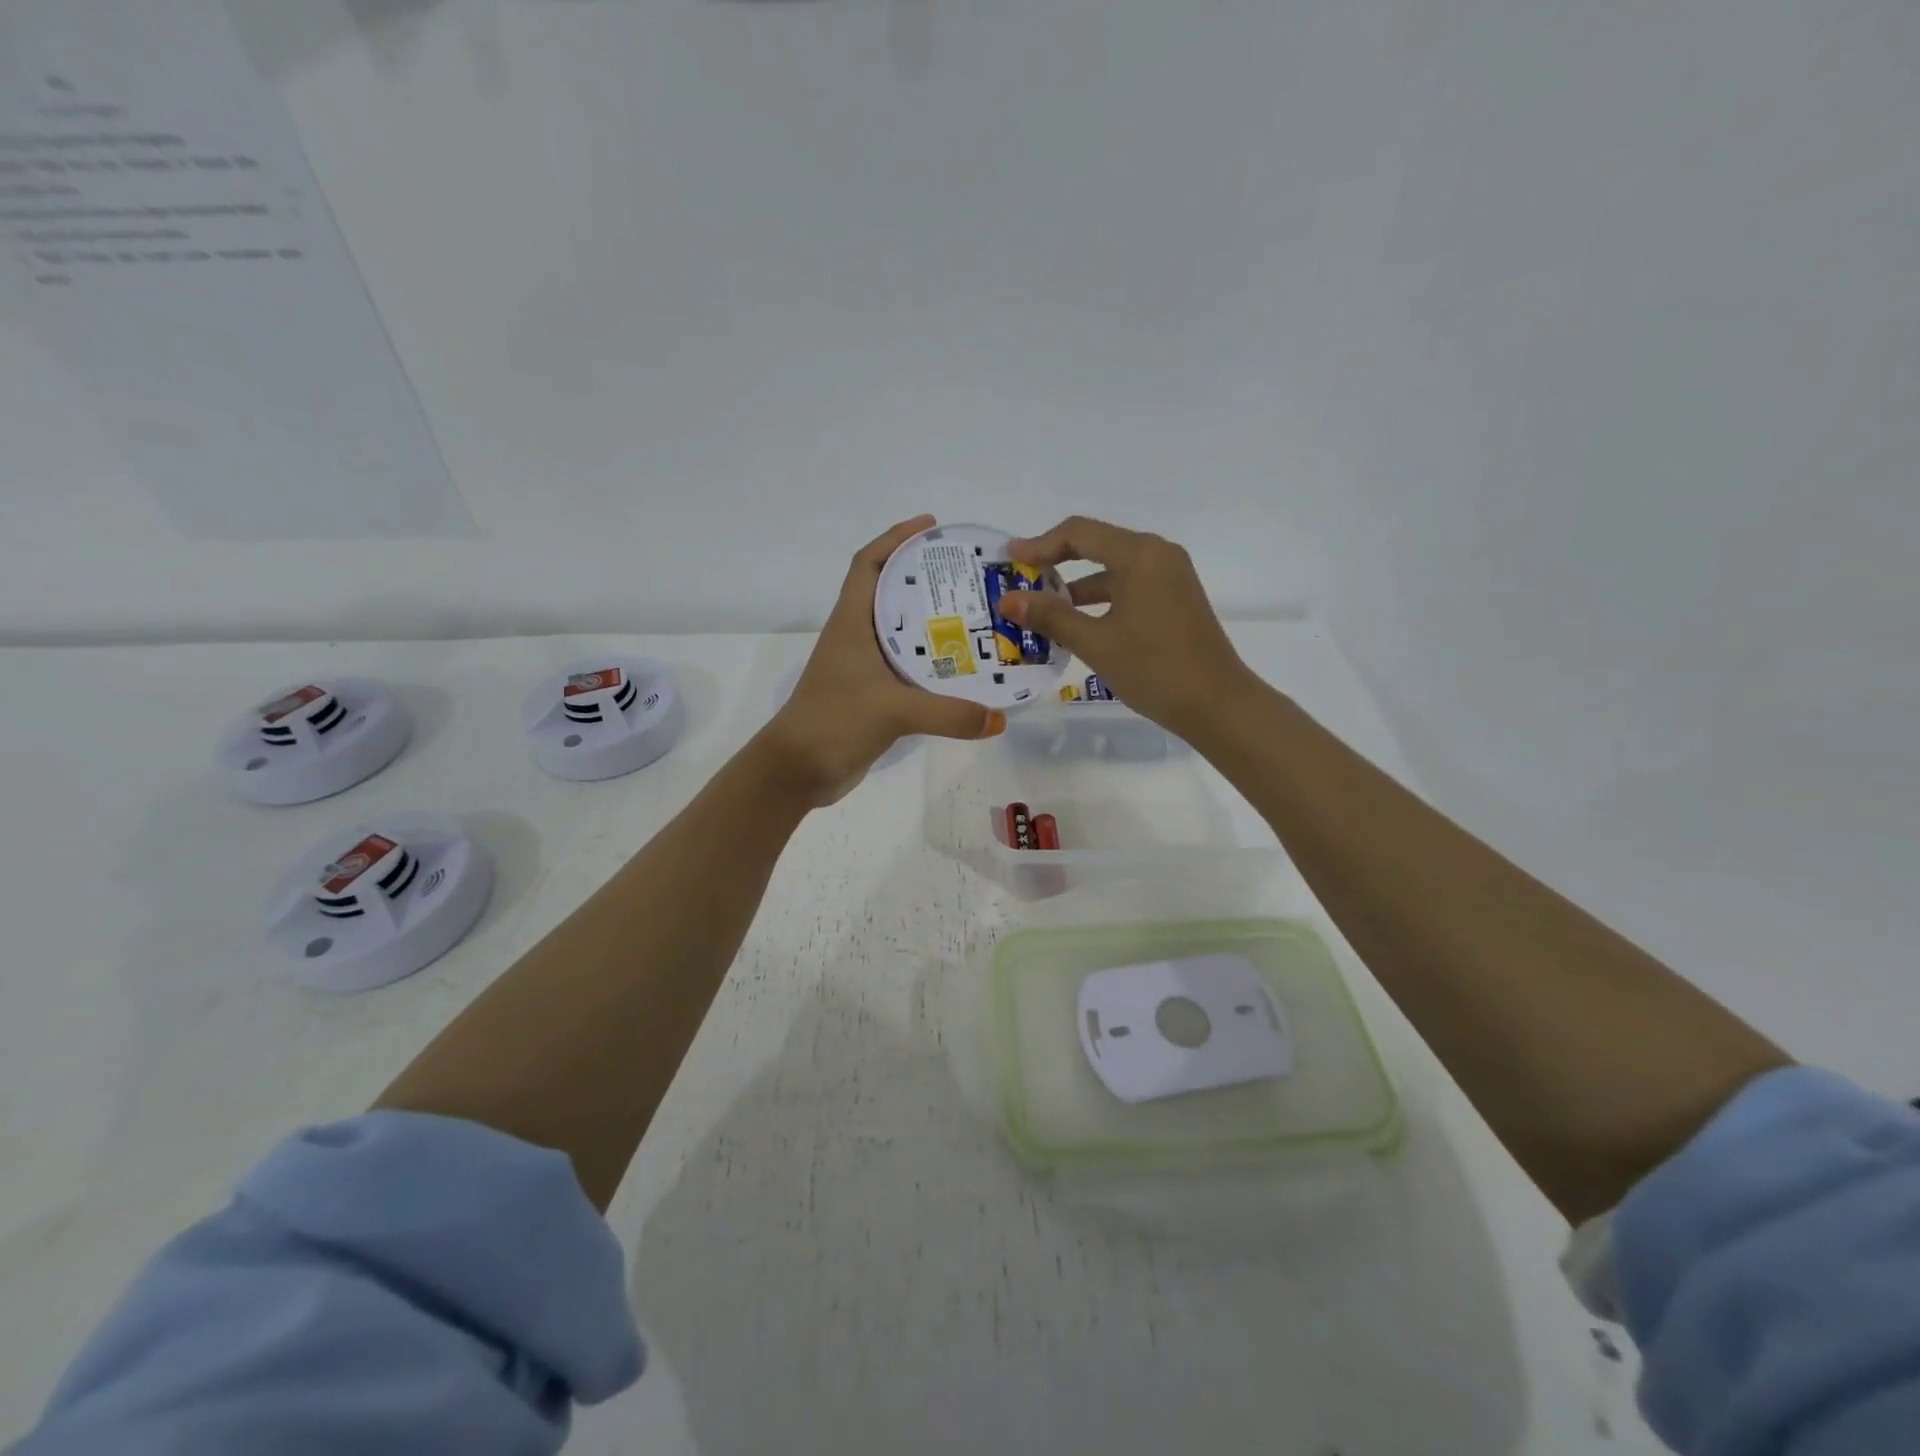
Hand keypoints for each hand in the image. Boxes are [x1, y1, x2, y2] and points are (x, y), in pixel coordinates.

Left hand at [756, 515, 1006, 806]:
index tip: (931, 526)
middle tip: (972, 576)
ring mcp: (864, 668)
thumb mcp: (893, 711)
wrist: (797, 771)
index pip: (869, 564)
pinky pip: (908, 668)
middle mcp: (858, 637)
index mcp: (852, 622)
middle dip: (927, 579)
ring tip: (978, 616)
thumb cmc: (833, 722)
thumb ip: (949, 713)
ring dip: (933, 623)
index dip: (895, 538)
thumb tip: (999, 718)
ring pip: (903, 633)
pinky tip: (963, 668)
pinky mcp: (873, 696)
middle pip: (892, 593)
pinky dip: (933, 663)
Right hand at [999, 516, 1257, 737]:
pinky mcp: (1175, 599)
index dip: (1039, 545)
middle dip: (1055, 563)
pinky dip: (1100, 599)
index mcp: (1140, 555)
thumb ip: (1050, 617)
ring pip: (1112, 569)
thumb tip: (1007, 600)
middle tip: (1020, 581)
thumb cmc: (1155, 669)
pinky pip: (1128, 587)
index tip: (1009, 560)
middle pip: (1095, 545)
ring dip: (1076, 586)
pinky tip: (1077, 624)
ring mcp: (1170, 577)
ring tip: (1041, 609)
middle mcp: (1158, 555)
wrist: (1217, 705)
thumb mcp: (1096, 643)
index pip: (1079, 533)